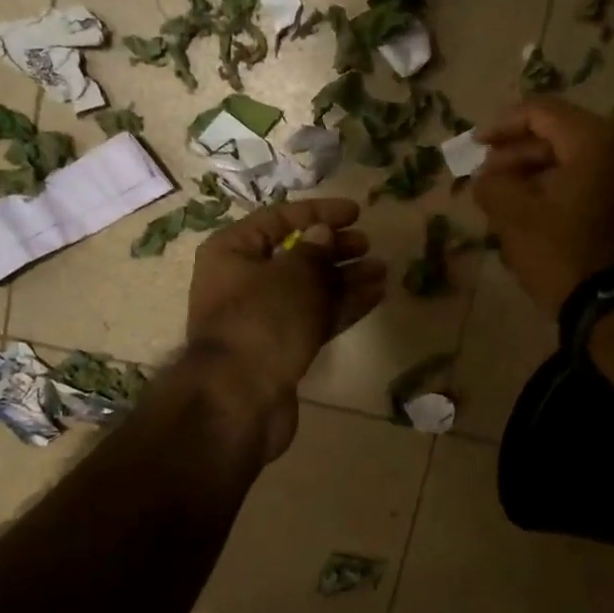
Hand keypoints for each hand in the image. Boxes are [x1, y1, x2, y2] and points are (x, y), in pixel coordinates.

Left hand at [186, 198, 387, 457]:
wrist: (240, 400)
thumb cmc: (262, 322)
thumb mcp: (293, 276)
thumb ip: (314, 251)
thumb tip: (322, 234)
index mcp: (232, 252)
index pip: (278, 219)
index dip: (318, 212)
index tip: (356, 212)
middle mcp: (243, 281)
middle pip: (295, 255)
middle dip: (334, 249)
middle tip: (367, 245)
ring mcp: (261, 318)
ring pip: (309, 289)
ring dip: (345, 279)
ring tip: (382, 270)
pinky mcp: (280, 348)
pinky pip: (314, 317)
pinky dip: (342, 306)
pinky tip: (374, 295)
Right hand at [473, 98, 613, 316]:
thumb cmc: (564, 255)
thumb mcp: (514, 218)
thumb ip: (492, 185)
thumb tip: (487, 176)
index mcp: (598, 140)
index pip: (542, 113)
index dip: (502, 126)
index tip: (475, 145)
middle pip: (564, 136)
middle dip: (520, 155)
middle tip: (489, 177)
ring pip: (581, 163)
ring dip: (541, 175)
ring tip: (508, 199)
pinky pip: (598, 184)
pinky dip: (566, 190)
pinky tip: (540, 214)